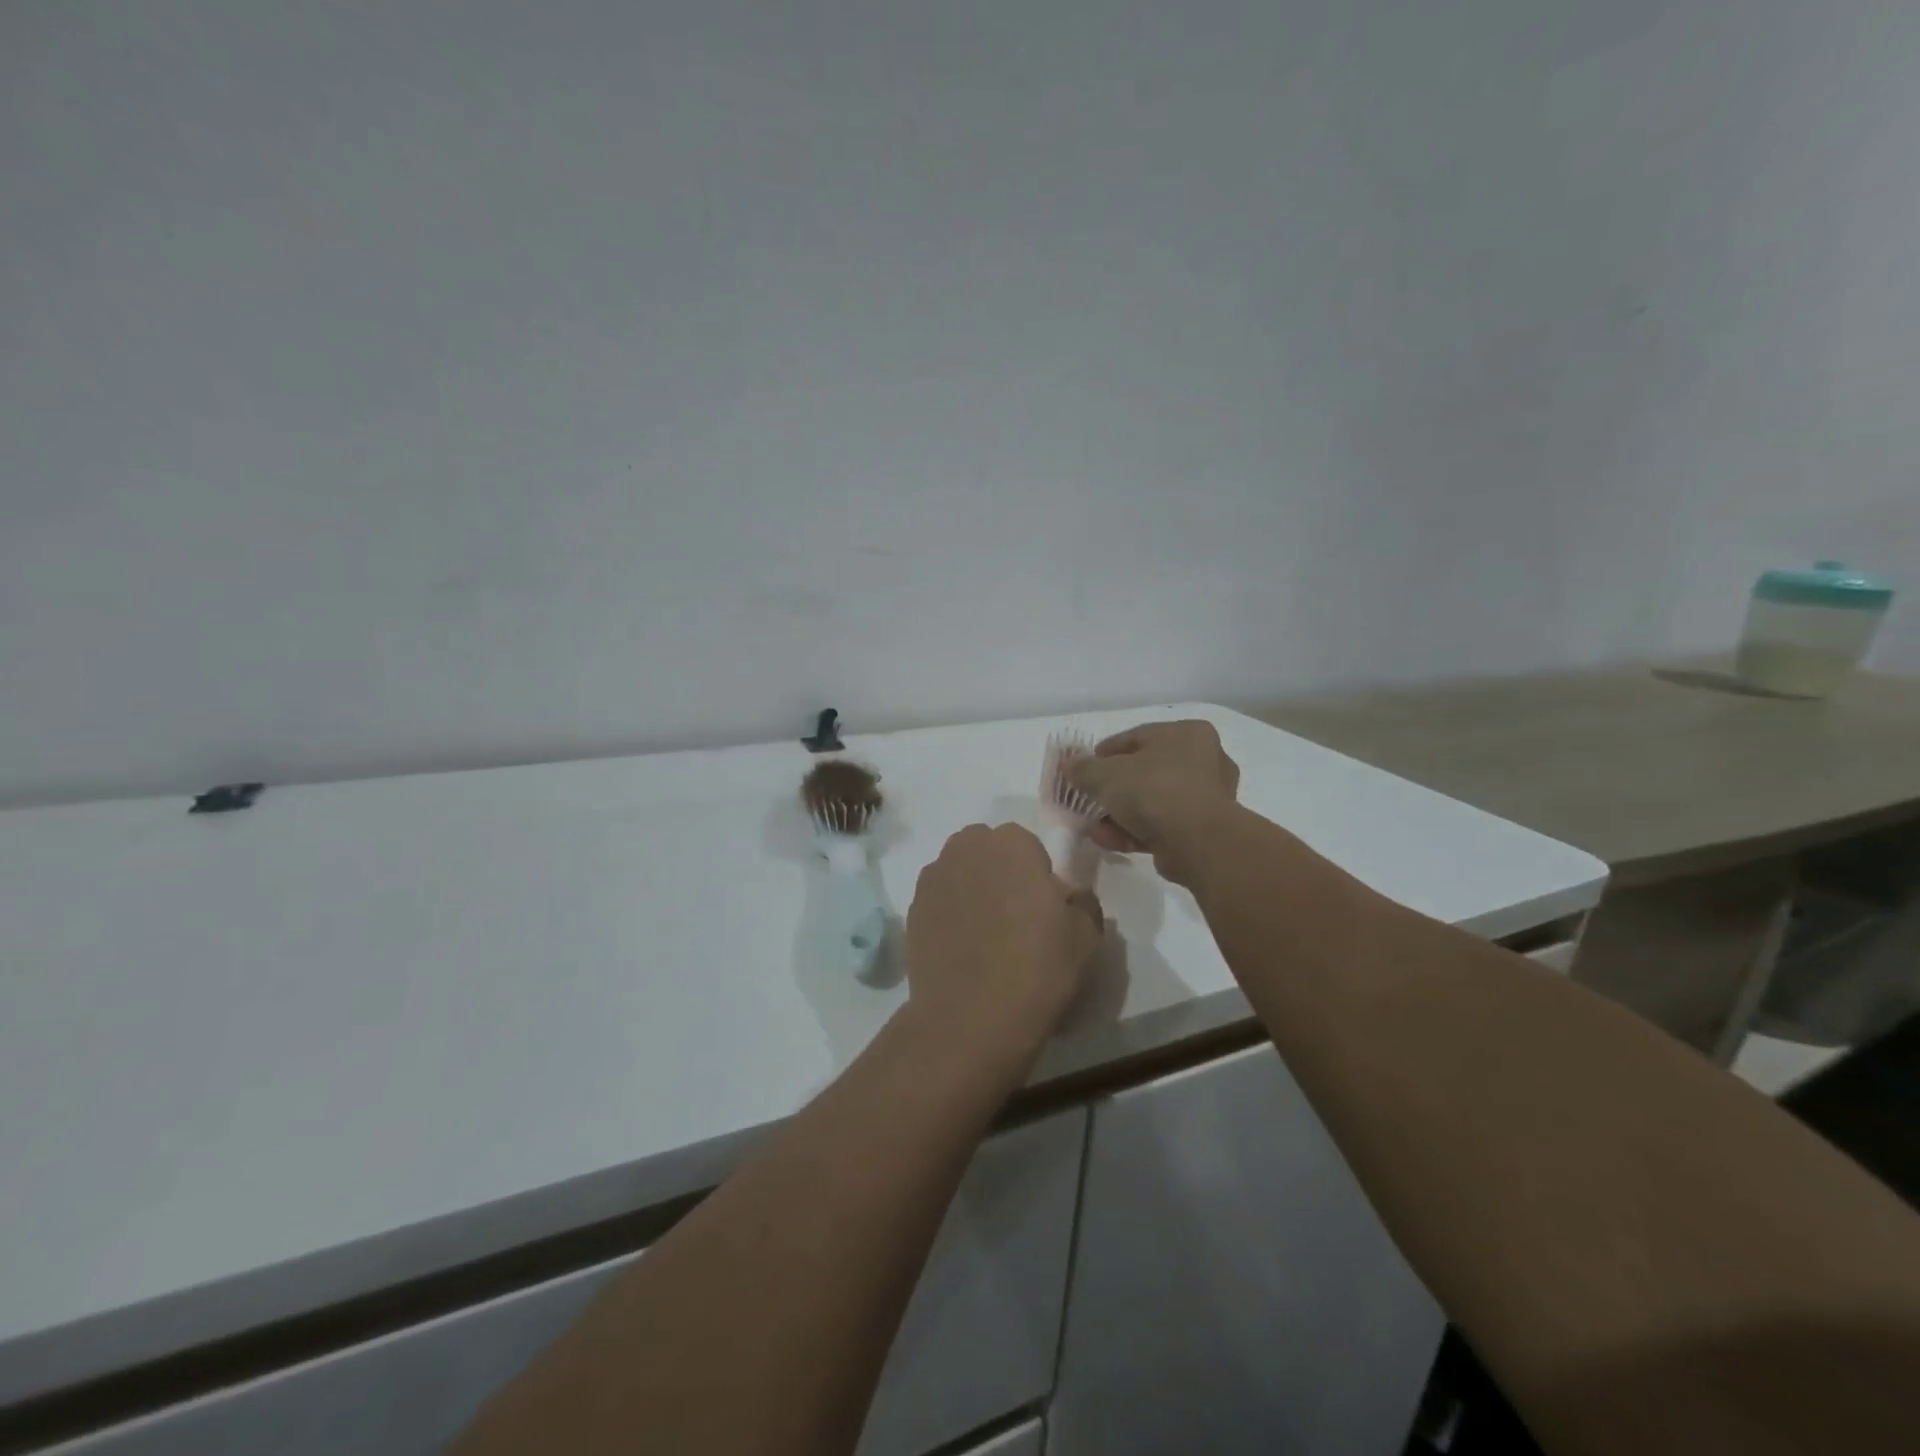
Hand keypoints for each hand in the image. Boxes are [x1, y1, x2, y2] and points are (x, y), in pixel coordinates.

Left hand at [907, 824, 1102, 1060]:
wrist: (970, 1017)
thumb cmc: (1037, 967)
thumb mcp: (1087, 935)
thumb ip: (1082, 901)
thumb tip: (1069, 896)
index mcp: (1012, 843)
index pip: (1027, 845)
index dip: (1037, 874)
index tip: (1043, 908)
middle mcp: (967, 847)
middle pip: (988, 850)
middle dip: (1000, 872)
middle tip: (1015, 916)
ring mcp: (933, 877)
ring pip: (960, 872)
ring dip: (972, 889)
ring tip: (985, 934)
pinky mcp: (911, 908)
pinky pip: (939, 900)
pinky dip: (950, 913)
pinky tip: (961, 948)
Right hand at [1071, 720, 1241, 884]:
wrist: (1197, 842)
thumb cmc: (1153, 791)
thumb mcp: (1105, 774)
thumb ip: (1083, 768)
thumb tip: (1070, 766)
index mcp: (1188, 734)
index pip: (1137, 737)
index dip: (1105, 753)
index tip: (1084, 768)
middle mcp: (1204, 760)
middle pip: (1145, 772)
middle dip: (1113, 789)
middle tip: (1089, 798)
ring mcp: (1207, 798)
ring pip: (1152, 801)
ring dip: (1120, 814)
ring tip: (1093, 826)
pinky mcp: (1203, 830)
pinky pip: (1161, 825)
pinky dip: (1134, 831)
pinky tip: (1108, 840)